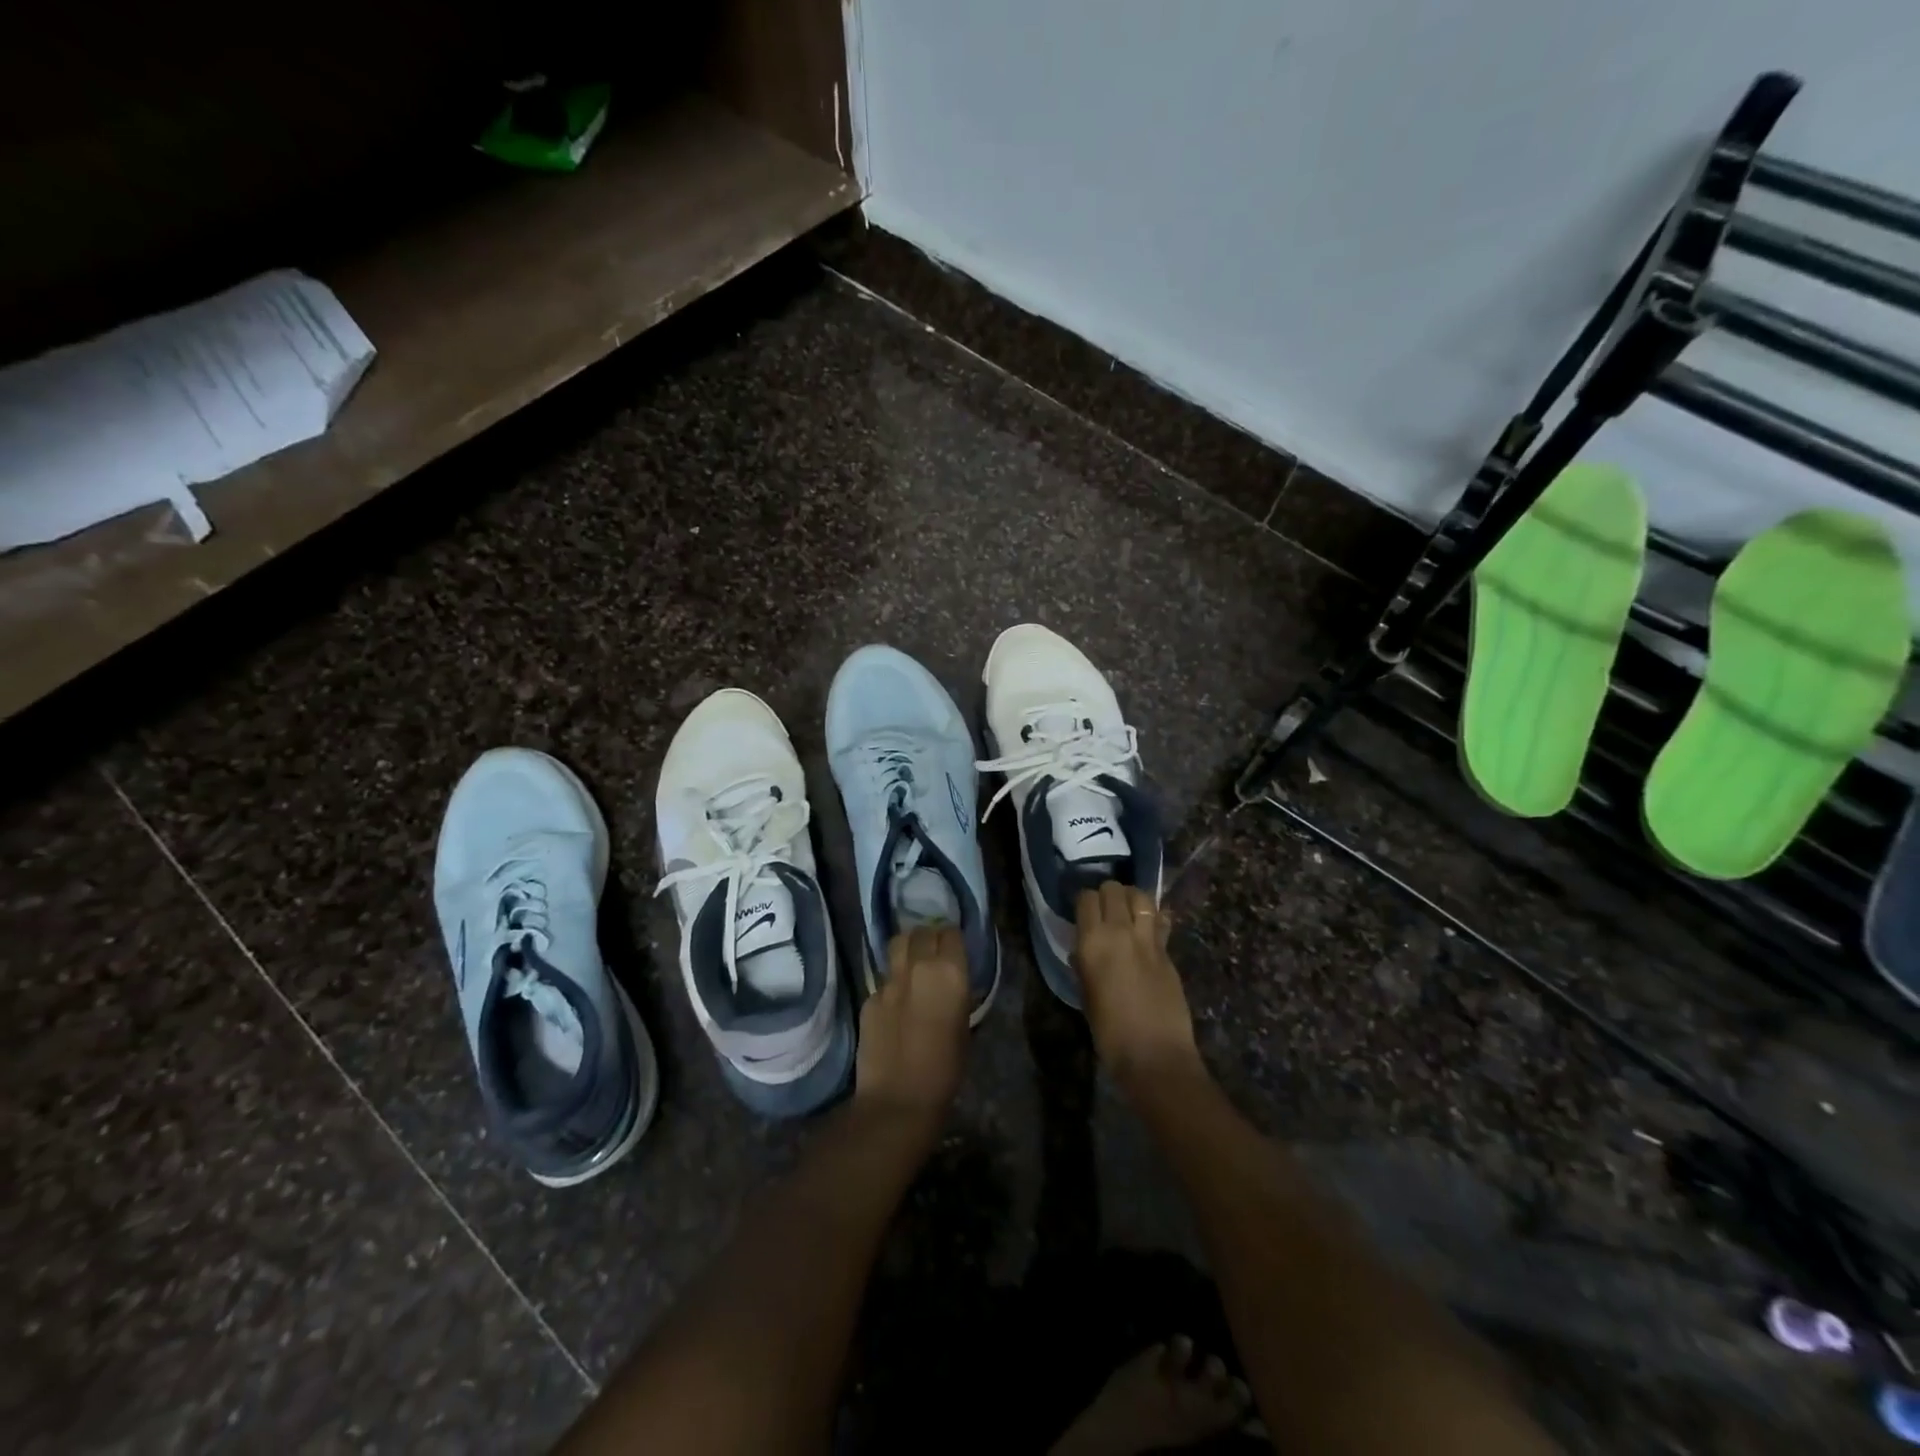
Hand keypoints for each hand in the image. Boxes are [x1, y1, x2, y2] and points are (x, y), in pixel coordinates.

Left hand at [853, 926, 971, 1133]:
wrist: (898, 1099)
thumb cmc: (945, 1070)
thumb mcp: (965, 1027)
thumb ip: (958, 995)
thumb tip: (952, 983)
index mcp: (949, 972)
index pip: (951, 933)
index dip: (953, 939)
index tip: (955, 949)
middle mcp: (918, 967)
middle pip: (922, 932)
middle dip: (929, 937)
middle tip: (934, 951)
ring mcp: (889, 980)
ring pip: (897, 944)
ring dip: (907, 947)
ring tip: (912, 962)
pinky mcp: (869, 997)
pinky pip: (883, 978)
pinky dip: (891, 982)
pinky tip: (896, 1002)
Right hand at [1074, 883, 1200, 1086]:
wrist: (1154, 1054)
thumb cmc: (1109, 1032)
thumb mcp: (1086, 994)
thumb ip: (1084, 965)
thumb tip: (1082, 951)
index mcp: (1092, 942)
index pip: (1086, 898)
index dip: (1084, 901)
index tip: (1083, 912)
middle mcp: (1120, 931)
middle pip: (1114, 889)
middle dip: (1107, 894)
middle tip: (1105, 909)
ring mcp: (1148, 939)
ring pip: (1141, 896)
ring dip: (1132, 898)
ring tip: (1128, 910)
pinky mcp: (1168, 951)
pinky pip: (1160, 920)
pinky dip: (1153, 917)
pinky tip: (1149, 927)